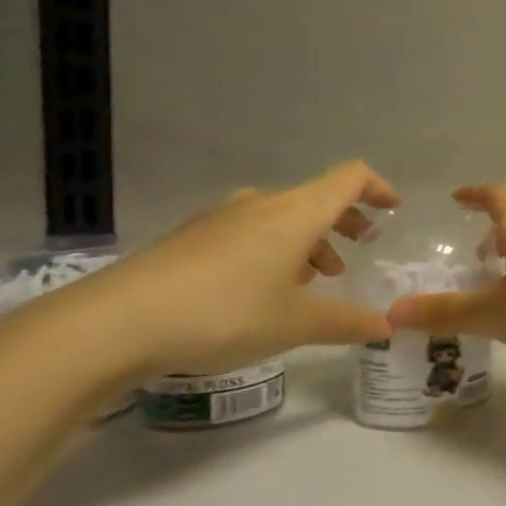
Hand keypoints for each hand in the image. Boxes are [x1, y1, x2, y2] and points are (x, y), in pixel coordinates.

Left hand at [49, 161, 401, 380]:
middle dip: (345, 221)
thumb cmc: (224, 312)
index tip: (394, 210)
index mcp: (296, 213)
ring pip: (280, 217)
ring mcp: (219, 221)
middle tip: (358, 251)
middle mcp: (260, 205)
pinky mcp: (188, 242)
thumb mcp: (296, 324)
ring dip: (307, 240)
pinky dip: (272, 251)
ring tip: (312, 281)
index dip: (379, 188)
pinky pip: (248, 233)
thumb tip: (387, 327)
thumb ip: (348, 322)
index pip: (350, 178)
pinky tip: (261, 293)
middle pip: (316, 198)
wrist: (111, 325)